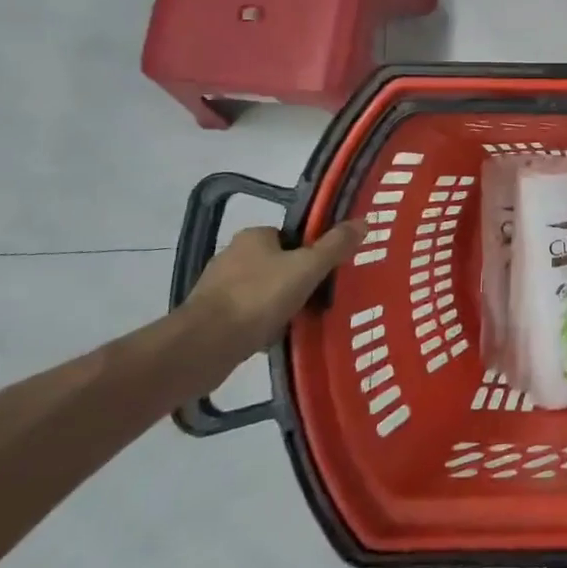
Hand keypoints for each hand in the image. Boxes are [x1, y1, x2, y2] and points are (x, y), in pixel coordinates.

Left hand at [185, 221, 364, 364]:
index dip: (310, 252)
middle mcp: (231, 255)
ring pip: (261, 291)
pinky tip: (273, 338)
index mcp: (254, 236)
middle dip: (295, 281)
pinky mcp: (207, 317)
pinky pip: (245, 315)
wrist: (203, 345)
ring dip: (278, 304)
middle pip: (276, 264)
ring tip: (299, 322)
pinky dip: (260, 324)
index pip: (290, 237)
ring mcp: (216, 287)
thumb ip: (335, 246)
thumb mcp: (307, 268)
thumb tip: (363, 221)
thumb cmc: (258, 297)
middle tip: (318, 299)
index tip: (325, 273)